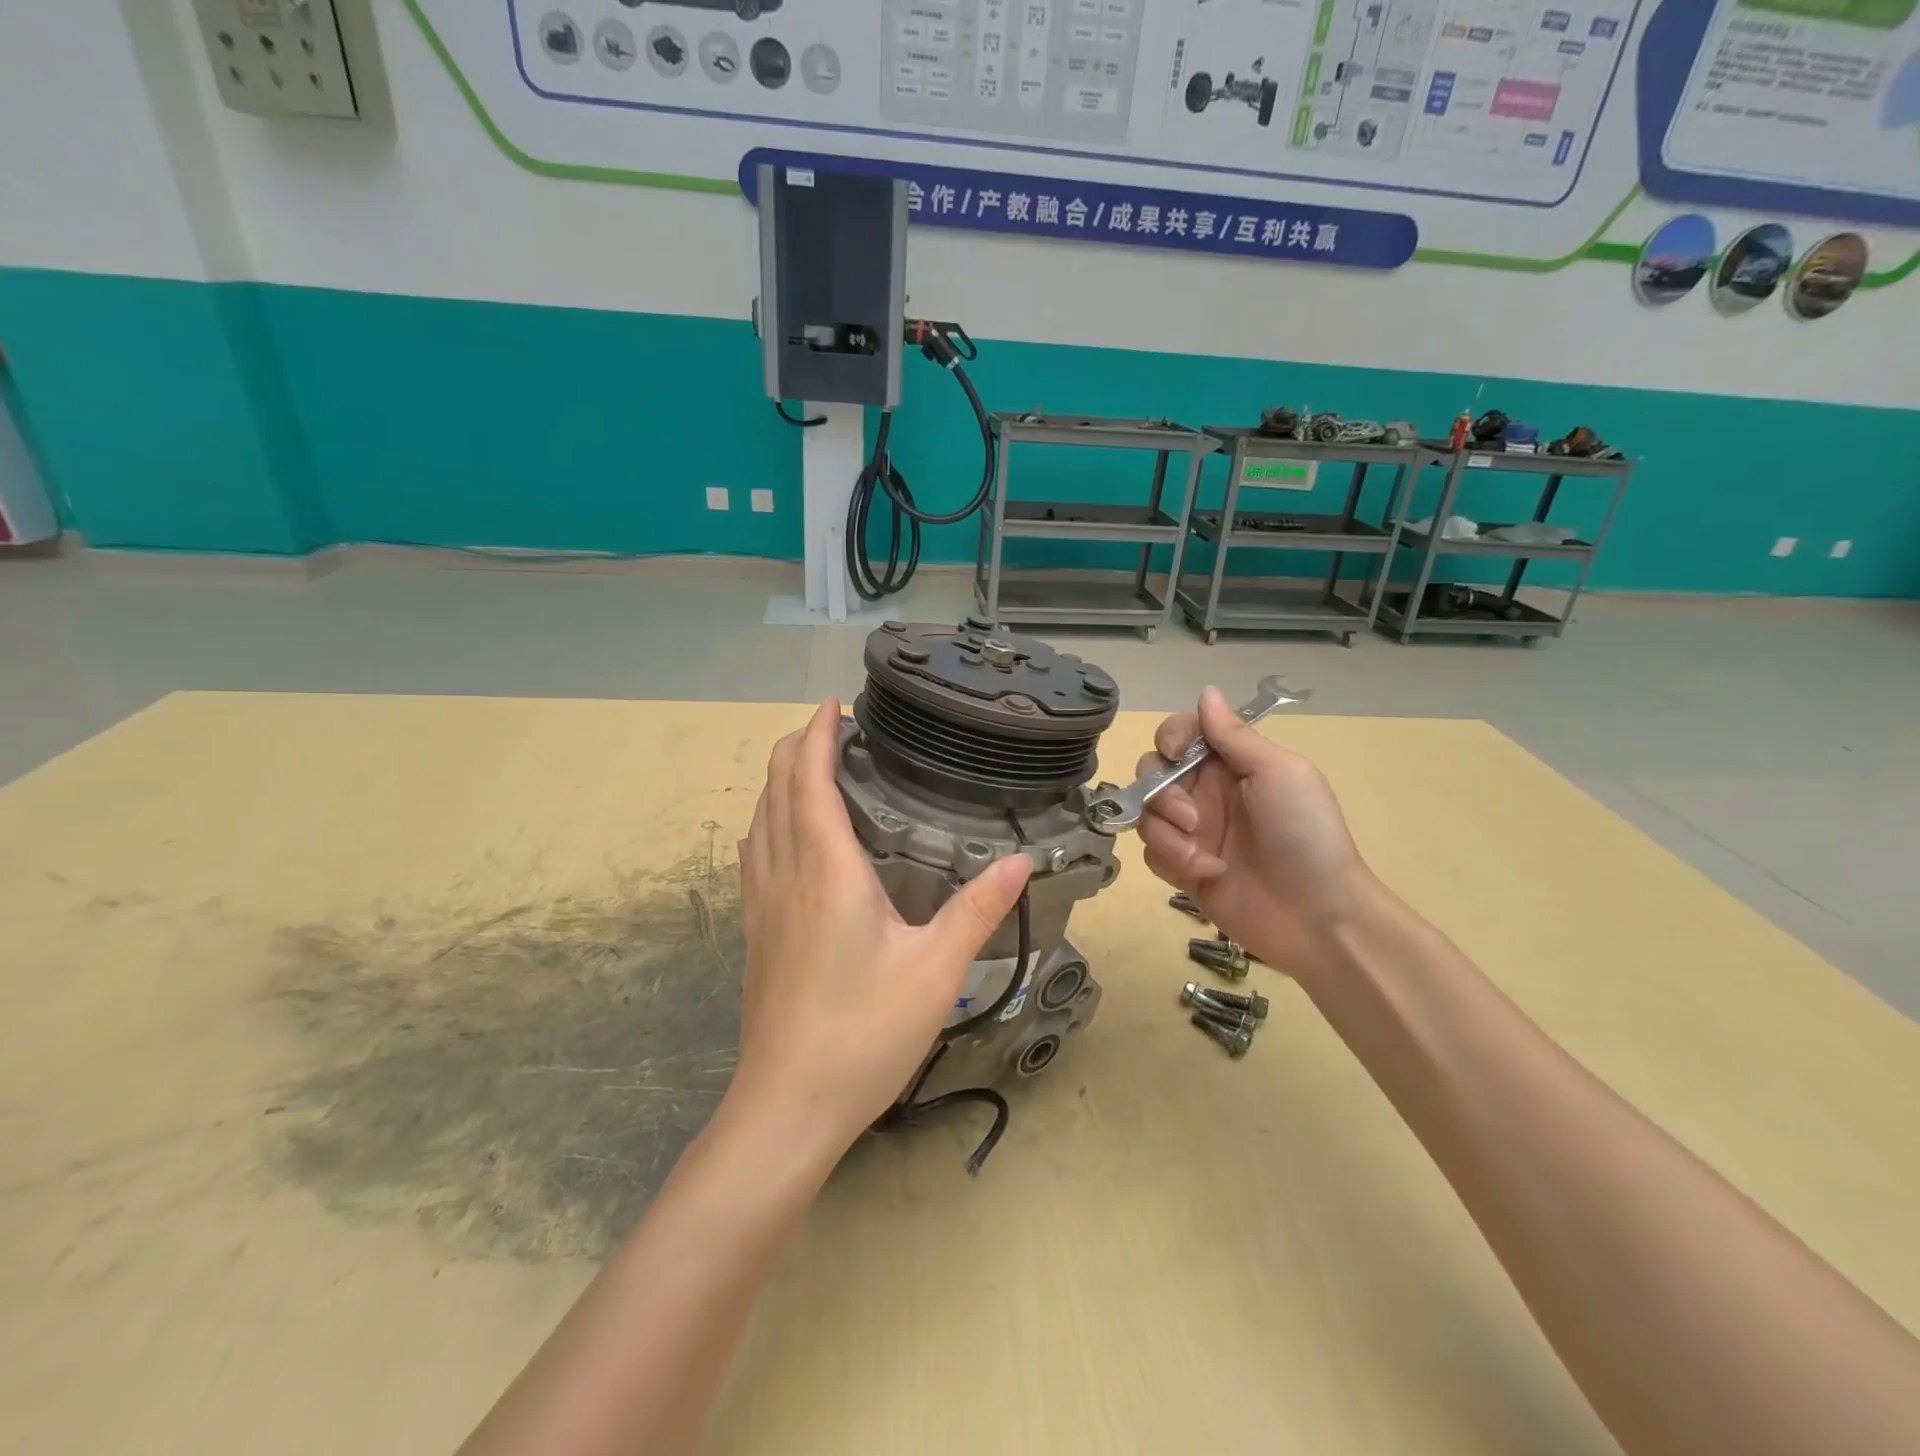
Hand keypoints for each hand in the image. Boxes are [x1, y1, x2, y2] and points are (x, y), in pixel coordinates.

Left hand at [732, 700, 1031, 1164]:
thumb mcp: (935, 971)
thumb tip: (1022, 862)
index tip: (831, 704)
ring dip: (779, 780)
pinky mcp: (756, 930)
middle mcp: (785, 874)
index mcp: (826, 870)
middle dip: (796, 746)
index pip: (810, 780)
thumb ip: (978, 910)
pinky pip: (755, 851)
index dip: (817, 735)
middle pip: (776, 789)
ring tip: (809, 765)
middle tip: (829, 726)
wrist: (786, 1107)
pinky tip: (785, 834)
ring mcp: (762, 903)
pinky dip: (769, 818)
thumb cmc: (863, 1033)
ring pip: (760, 819)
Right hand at [1138, 688, 1374, 980]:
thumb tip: (1206, 691)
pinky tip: (1205, 875)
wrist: (1316, 915)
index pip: (1182, 734)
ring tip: (1201, 856)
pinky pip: (1151, 851)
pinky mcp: (1182, 868)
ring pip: (1146, 813)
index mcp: (1231, 764)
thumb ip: (1235, 736)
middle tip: (1192, 818)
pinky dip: (1172, 860)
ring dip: (1167, 833)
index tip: (1176, 754)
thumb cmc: (1305, 834)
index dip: (1171, 738)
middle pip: (1152, 771)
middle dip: (1161, 793)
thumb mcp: (1279, 774)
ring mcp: (1192, 832)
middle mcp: (1206, 792)